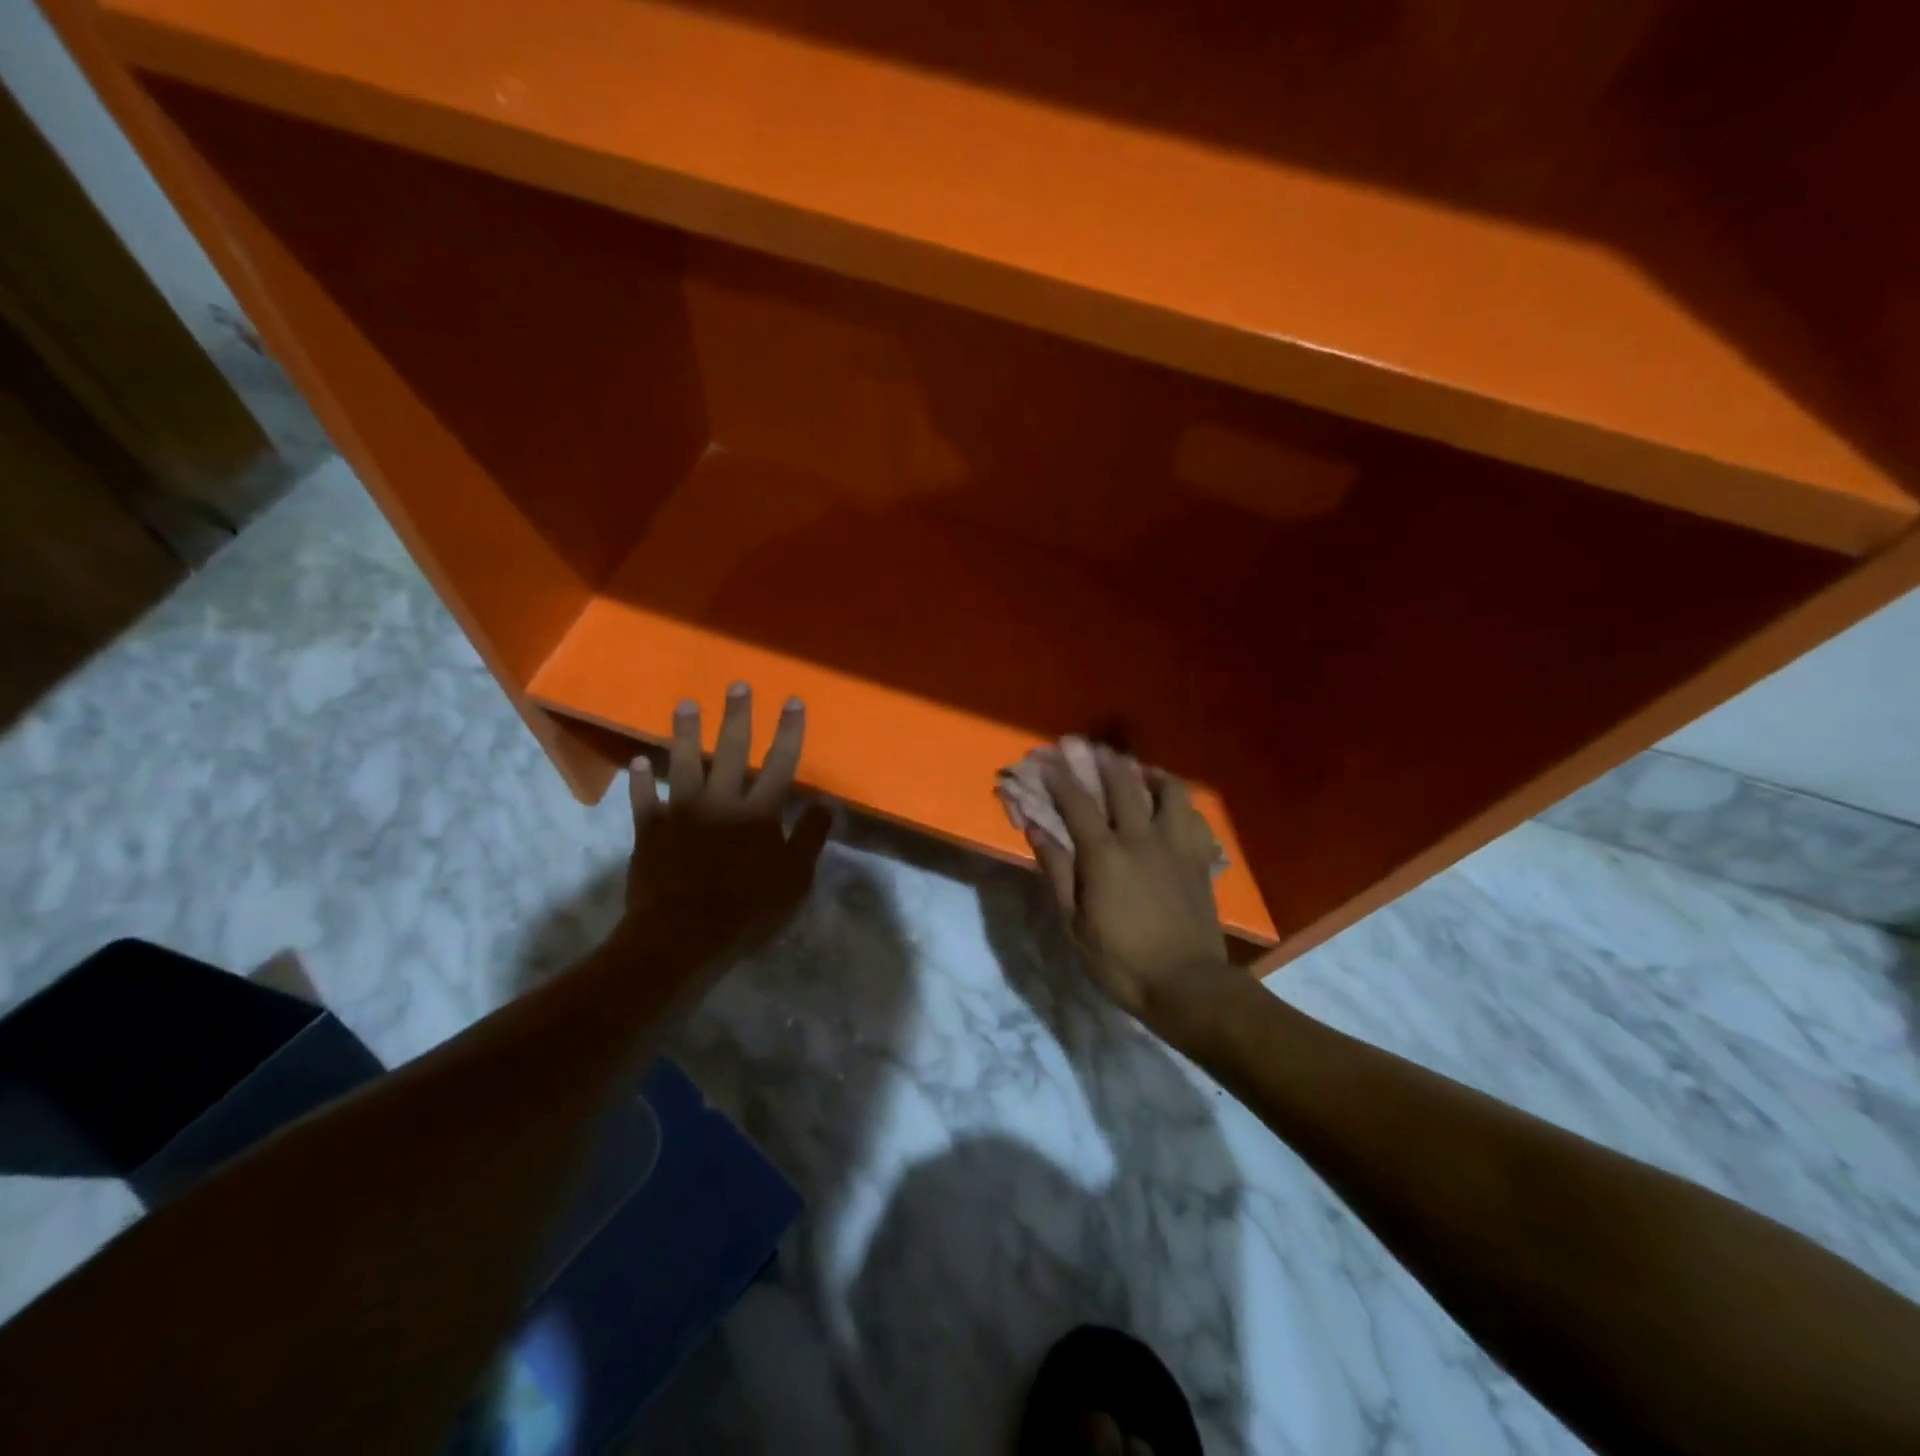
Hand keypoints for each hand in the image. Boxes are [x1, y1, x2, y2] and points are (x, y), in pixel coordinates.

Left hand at [620, 683, 833, 970]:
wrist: (682, 935)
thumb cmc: (747, 910)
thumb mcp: (794, 879)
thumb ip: (810, 837)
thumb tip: (829, 802)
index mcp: (758, 812)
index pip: (780, 763)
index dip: (788, 731)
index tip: (792, 701)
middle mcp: (720, 801)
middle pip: (730, 750)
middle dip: (737, 716)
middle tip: (737, 685)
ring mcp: (681, 813)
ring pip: (683, 764)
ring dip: (684, 733)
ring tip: (685, 705)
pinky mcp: (650, 831)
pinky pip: (644, 799)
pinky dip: (641, 781)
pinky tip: (638, 762)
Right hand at [1027, 745, 1229, 1022]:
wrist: (1187, 985)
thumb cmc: (1121, 960)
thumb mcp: (1075, 922)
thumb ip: (1056, 870)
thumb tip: (1035, 829)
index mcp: (1104, 854)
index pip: (1076, 802)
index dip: (1058, 777)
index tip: (1045, 758)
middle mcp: (1141, 837)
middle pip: (1122, 782)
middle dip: (1101, 759)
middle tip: (1088, 746)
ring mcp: (1176, 844)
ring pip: (1168, 789)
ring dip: (1149, 773)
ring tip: (1137, 772)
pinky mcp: (1201, 857)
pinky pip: (1194, 816)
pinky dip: (1180, 803)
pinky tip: (1171, 807)